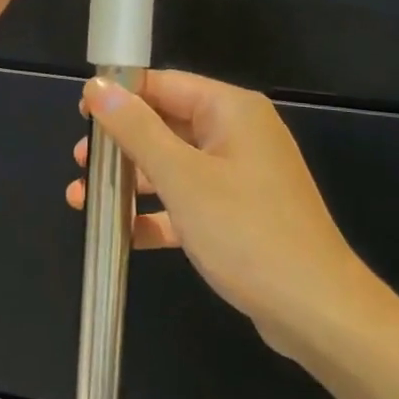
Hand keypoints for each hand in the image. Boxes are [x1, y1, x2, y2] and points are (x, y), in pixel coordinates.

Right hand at [68, 71, 369, 358]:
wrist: (318, 314)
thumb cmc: (246, 232)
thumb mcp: (181, 178)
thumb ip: (135, 129)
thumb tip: (97, 86)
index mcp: (230, 110)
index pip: (164, 85)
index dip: (120, 95)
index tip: (80, 113)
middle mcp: (237, 134)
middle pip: (166, 125)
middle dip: (120, 145)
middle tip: (81, 162)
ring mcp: (241, 176)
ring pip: (174, 165)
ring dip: (131, 181)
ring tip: (84, 199)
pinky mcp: (240, 214)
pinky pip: (189, 201)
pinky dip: (158, 212)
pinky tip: (124, 233)